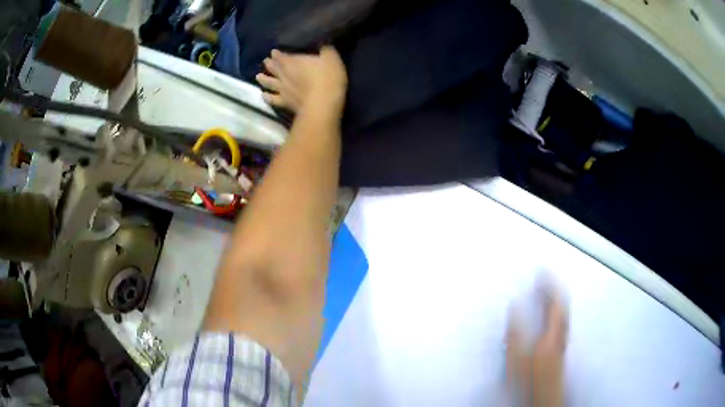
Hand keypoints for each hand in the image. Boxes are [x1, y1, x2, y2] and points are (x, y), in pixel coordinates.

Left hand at [256, 46, 347, 117]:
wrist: (322, 104)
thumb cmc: (328, 78)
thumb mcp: (331, 59)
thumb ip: (325, 51)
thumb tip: (323, 47)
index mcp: (294, 62)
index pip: (282, 56)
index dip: (277, 54)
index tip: (273, 52)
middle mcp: (285, 75)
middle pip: (274, 68)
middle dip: (269, 64)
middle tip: (265, 61)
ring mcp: (283, 90)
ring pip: (269, 83)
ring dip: (264, 79)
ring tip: (258, 76)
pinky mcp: (285, 103)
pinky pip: (273, 100)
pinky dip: (267, 98)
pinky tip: (263, 96)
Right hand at [506, 291, 567, 406]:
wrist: (542, 397)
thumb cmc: (528, 381)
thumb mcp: (515, 358)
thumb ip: (515, 332)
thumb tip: (515, 306)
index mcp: (551, 334)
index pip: (555, 303)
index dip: (549, 285)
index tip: (542, 272)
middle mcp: (559, 336)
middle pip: (562, 308)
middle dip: (553, 291)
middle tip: (544, 280)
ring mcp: (561, 344)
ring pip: (562, 316)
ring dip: (556, 302)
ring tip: (547, 293)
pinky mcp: (558, 351)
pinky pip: (560, 325)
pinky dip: (556, 314)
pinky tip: (549, 317)